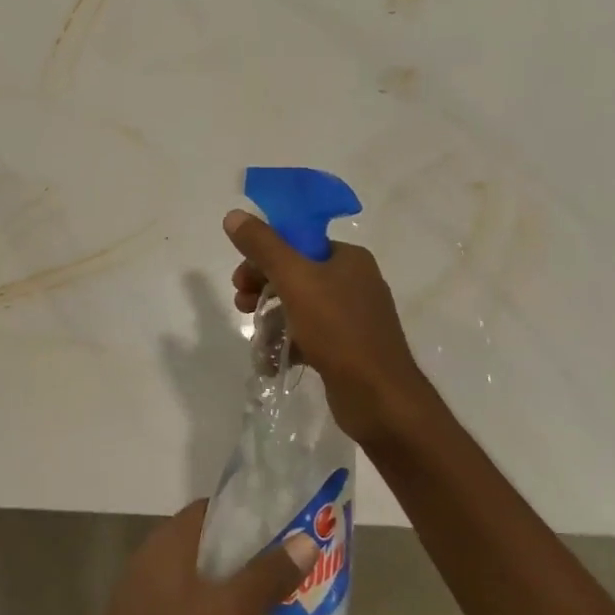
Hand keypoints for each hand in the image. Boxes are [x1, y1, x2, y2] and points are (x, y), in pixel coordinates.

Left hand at [60, 500, 314, 614]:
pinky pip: (188, 603)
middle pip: (206, 541)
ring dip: (231, 582)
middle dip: (245, 551)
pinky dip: (214, 608)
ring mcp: (147, 592)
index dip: (246, 513)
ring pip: (198, 575)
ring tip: (275, 597)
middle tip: (287, 565)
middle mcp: (153, 557)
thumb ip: (264, 578)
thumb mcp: (224, 614)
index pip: (210, 509)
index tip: (282, 526)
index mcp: (166, 541)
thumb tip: (306, 541)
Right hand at [225, 209, 429, 441]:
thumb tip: (233, 215)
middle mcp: (355, 281)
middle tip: (241, 303)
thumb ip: (263, 246)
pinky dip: (288, 342)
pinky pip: (310, 335)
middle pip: (296, 273)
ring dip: (271, 316)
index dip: (264, 255)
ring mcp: (353, 317)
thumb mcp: (295, 280)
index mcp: (349, 258)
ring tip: (255, 335)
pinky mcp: (349, 349)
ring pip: (300, 306)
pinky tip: (269, 359)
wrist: (381, 399)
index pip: (298, 242)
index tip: (240, 277)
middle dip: (263, 287)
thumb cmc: (338, 330)